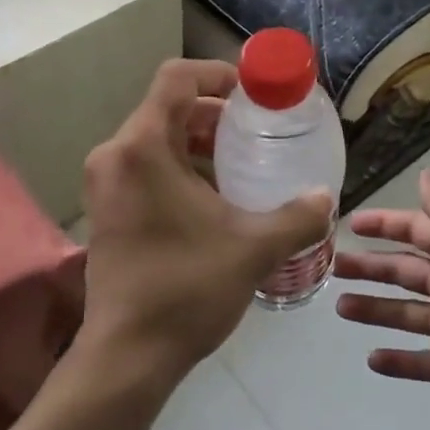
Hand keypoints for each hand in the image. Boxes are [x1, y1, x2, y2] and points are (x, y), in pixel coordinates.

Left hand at [79, 59, 333, 384]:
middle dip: (214, 113)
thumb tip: (325, 198)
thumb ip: (297, 216)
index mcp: (143, 147)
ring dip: (198, 141)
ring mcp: (104, 182)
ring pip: (156, 138)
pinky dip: (179, 165)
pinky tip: (213, 196)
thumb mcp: (253, 248)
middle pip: (167, 107)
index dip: (217, 73)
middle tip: (256, 130)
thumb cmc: (187, 289)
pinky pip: (144, 165)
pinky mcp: (104, 208)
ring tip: (240, 162)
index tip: (253, 94)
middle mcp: (115, 154)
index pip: (176, 78)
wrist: (128, 356)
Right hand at [335, 170, 429, 429]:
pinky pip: (418, 361)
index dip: (385, 224)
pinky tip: (371, 360)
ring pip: (403, 313)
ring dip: (373, 309)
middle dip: (369, 267)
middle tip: (333, 268)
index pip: (414, 230)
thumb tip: (426, 171)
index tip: (351, 224)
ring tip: (341, 308)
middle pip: (402, 271)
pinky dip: (396, 360)